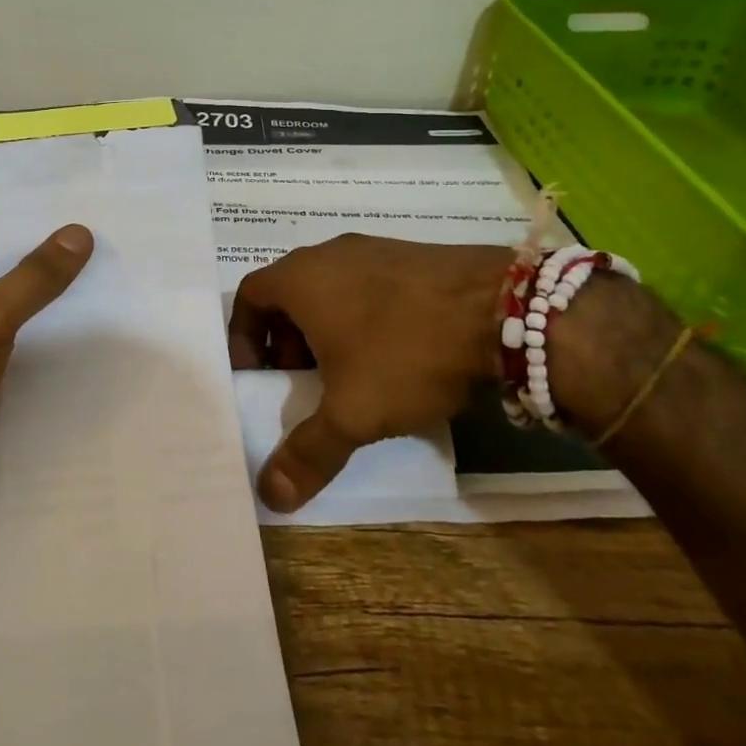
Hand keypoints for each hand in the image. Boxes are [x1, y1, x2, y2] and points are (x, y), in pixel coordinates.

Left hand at [0, 210, 92, 513]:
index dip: (42, 212)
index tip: (94, 206)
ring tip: (115, 277)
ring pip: (15, 293)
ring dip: (54, 291)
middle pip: (8, 253)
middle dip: (56, 251)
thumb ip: (36, 275)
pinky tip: (90, 324)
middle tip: (117, 240)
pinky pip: (14, 327)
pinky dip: (44, 325)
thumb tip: (80, 232)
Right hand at [227, 236, 510, 511]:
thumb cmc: (405, 351)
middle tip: (300, 382)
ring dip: (324, 329)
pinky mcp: (409, 255)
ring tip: (347, 372)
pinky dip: (360, 315)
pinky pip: (365, 285)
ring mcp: (371, 249)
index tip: (257, 375)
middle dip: (285, 341)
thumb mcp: (353, 412)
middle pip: (287, 294)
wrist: (502, 308)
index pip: (248, 297)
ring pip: (328, 288)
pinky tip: (392, 351)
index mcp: (299, 278)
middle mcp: (327, 254)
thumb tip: (270, 496)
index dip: (243, 338)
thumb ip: (308, 452)